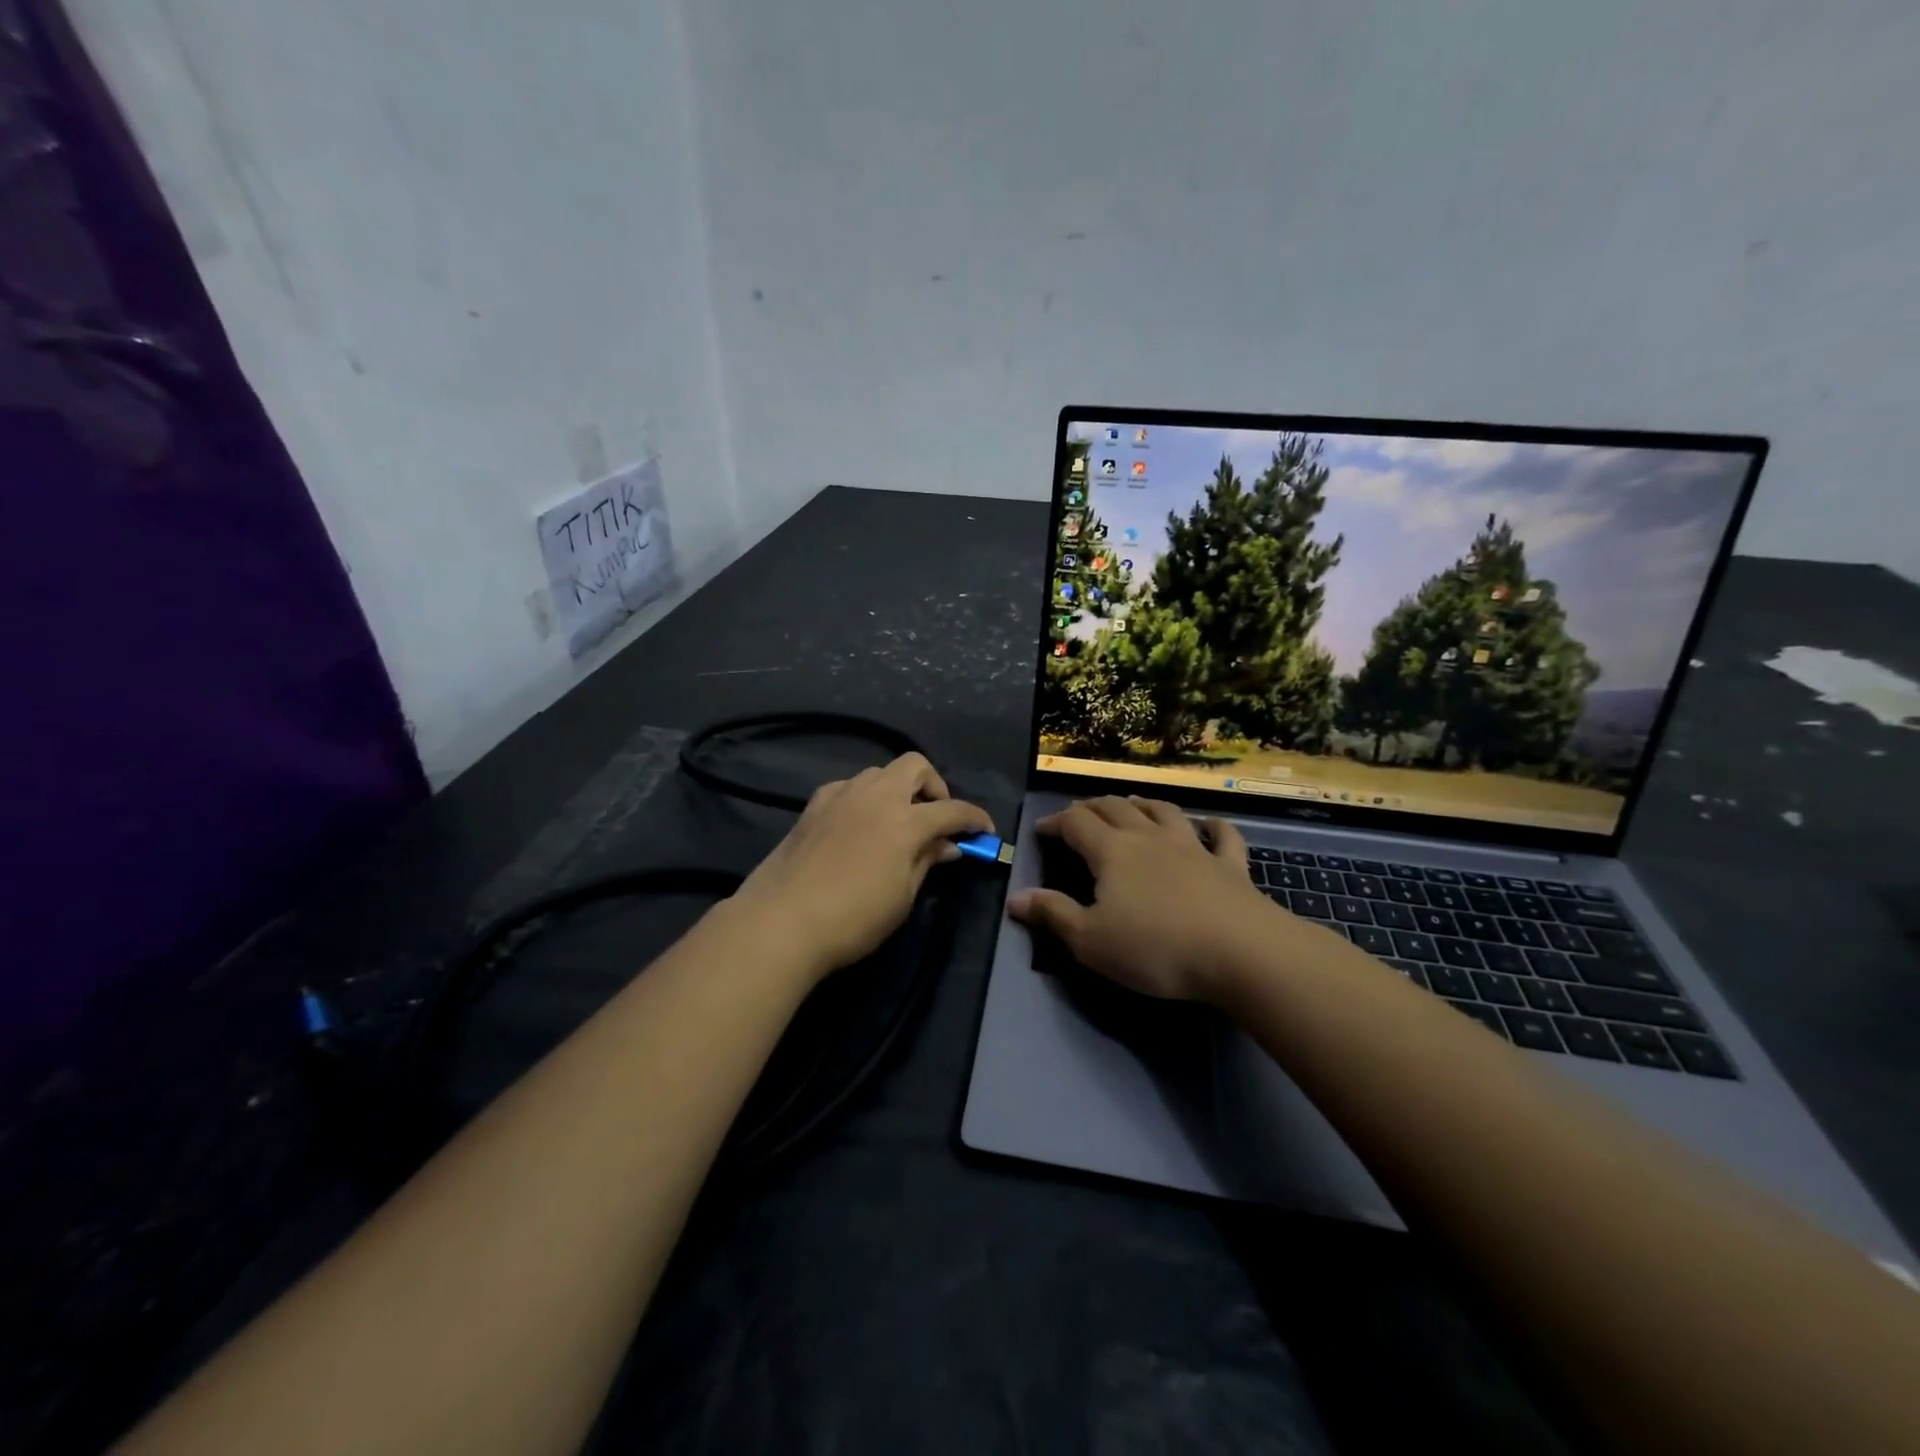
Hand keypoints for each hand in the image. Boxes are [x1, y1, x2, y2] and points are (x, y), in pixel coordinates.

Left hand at [732, 753, 993, 980]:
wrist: (781, 922)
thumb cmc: (853, 919)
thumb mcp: (902, 897)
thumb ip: (927, 862)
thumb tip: (948, 845)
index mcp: (905, 821)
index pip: (952, 809)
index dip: (975, 818)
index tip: (984, 832)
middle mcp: (875, 796)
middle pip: (916, 766)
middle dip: (935, 787)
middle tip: (935, 819)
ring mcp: (841, 795)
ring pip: (879, 773)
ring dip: (897, 790)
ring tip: (895, 823)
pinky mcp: (813, 805)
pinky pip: (848, 787)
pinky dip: (863, 798)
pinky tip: (857, 825)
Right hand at [1008, 796, 1300, 1002]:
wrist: (1241, 953)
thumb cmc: (1156, 948)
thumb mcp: (1091, 941)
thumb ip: (1052, 915)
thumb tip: (1015, 897)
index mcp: (1112, 851)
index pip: (1076, 822)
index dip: (1055, 821)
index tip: (1041, 830)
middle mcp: (1149, 838)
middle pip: (1115, 808)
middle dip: (1092, 806)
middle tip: (1080, 813)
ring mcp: (1194, 847)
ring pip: (1164, 811)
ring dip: (1144, 804)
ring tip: (1132, 803)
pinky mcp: (1231, 865)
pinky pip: (1223, 836)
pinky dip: (1214, 826)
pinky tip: (1210, 824)